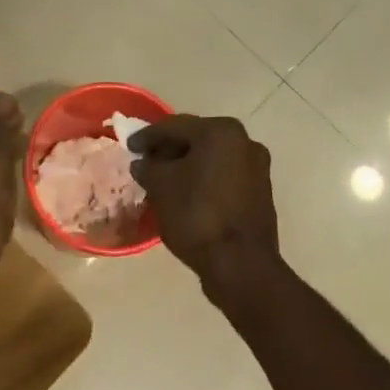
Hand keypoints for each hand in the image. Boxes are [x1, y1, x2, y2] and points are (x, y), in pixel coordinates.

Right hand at [129, 115, 280, 300]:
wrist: (240, 263)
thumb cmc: (196, 216)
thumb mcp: (161, 187)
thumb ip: (149, 168)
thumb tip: (143, 163)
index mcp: (221, 132)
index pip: (174, 126)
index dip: (147, 136)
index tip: (129, 146)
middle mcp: (245, 141)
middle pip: (197, 139)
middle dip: (169, 150)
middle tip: (145, 161)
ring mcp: (257, 167)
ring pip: (212, 159)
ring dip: (187, 166)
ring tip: (162, 180)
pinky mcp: (260, 192)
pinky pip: (224, 177)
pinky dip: (203, 180)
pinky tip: (186, 194)